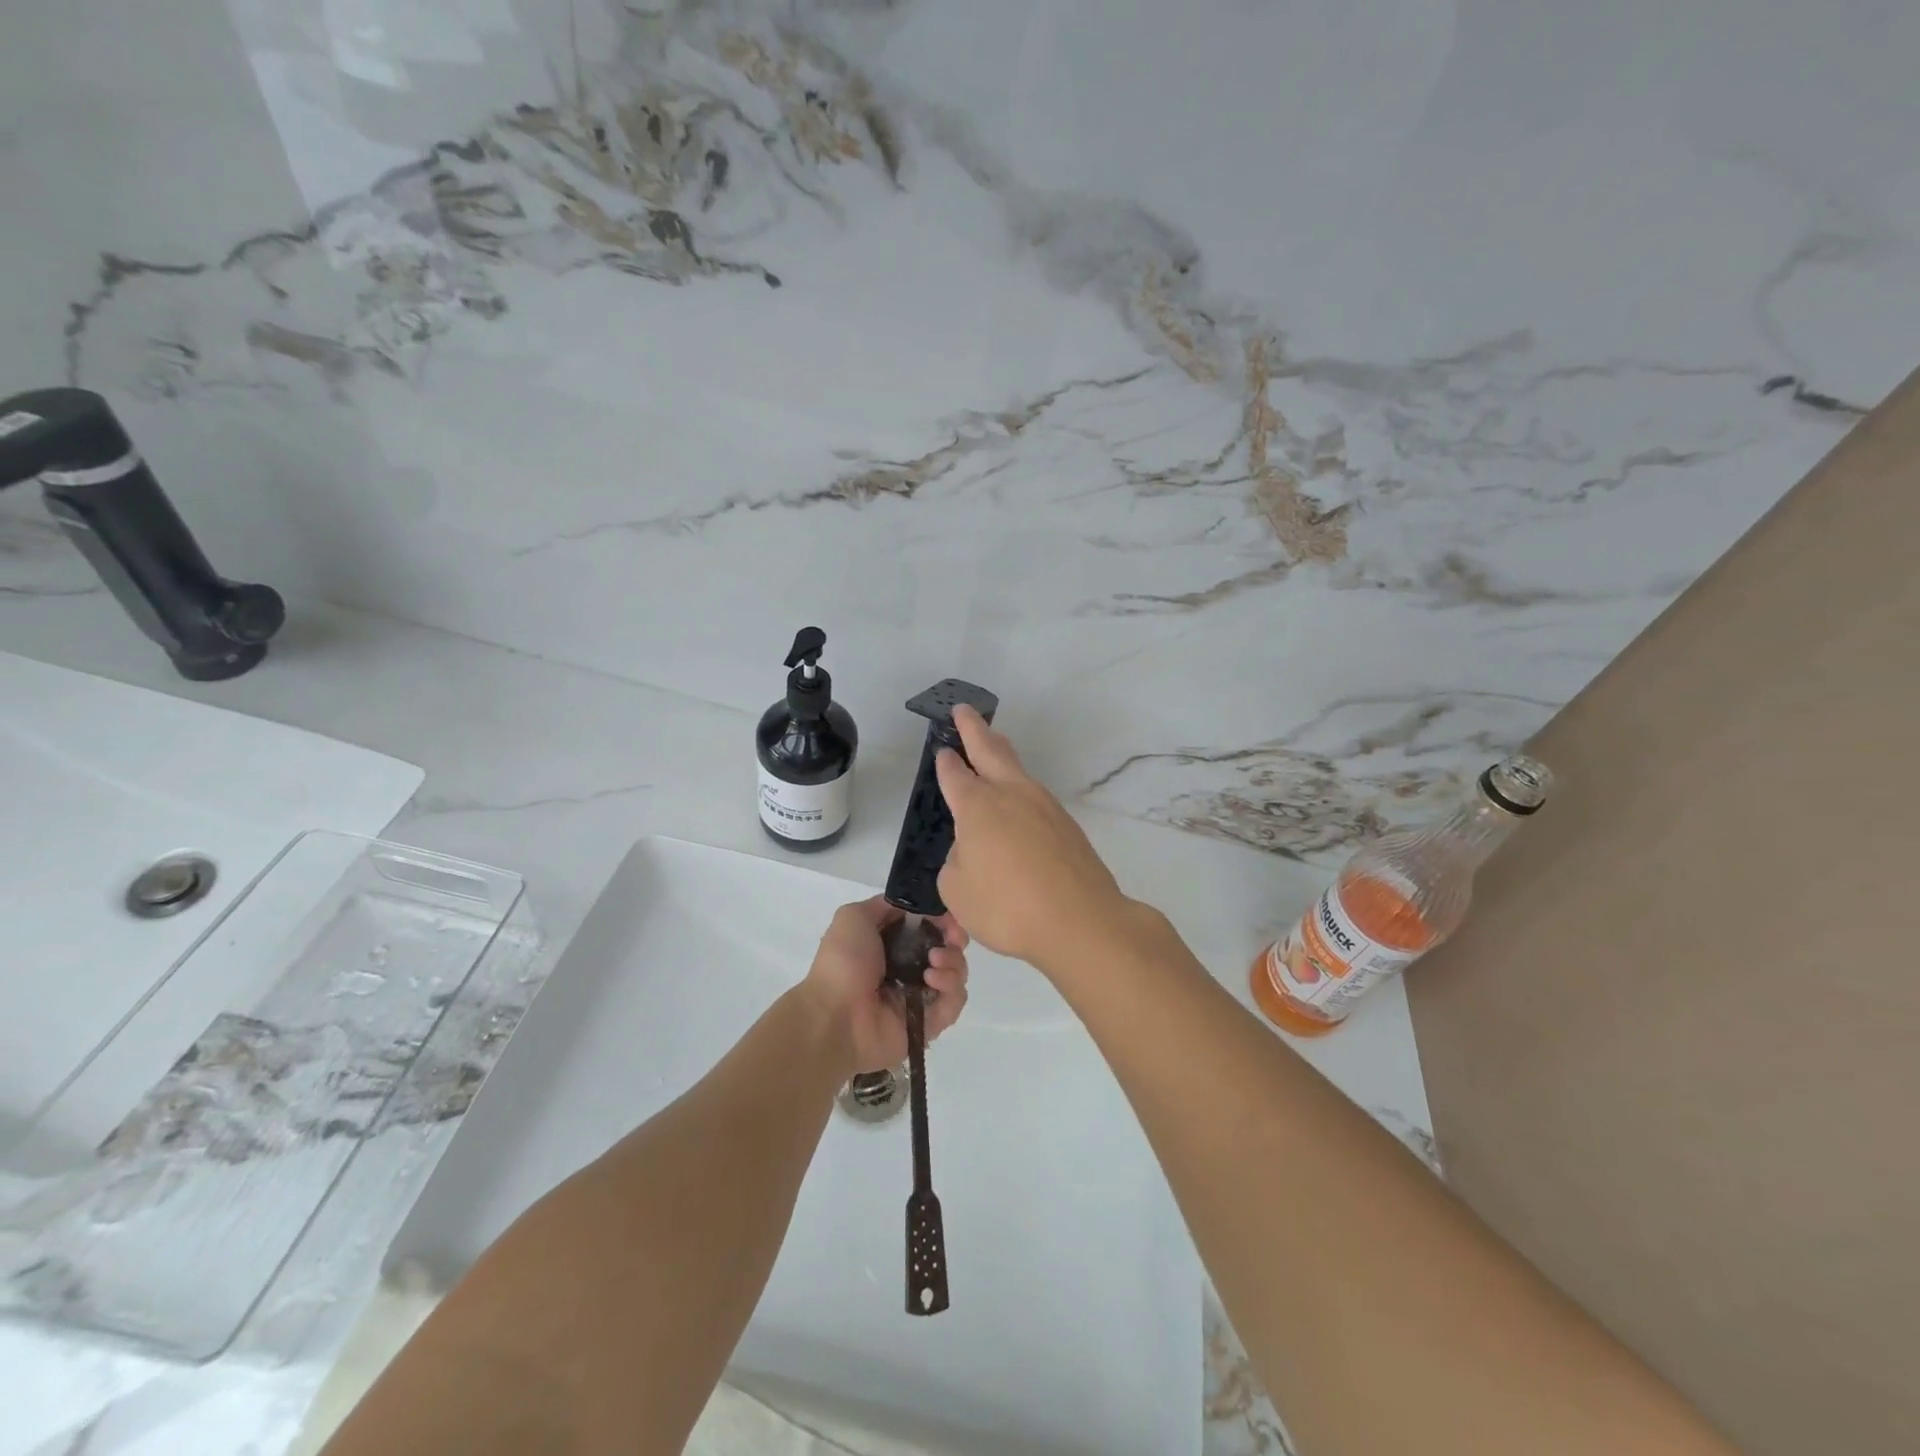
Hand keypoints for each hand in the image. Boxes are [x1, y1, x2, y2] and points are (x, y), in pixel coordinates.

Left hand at [803, 897, 968, 1073]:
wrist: (836, 1016)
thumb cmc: (843, 962)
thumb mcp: (854, 917)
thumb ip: (885, 905)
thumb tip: (913, 907)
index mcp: (891, 944)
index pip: (928, 926)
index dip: (941, 918)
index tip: (947, 916)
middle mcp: (908, 968)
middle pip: (948, 948)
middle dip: (955, 939)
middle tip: (952, 938)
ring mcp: (920, 996)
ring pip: (956, 974)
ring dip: (953, 962)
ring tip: (933, 963)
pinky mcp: (930, 1022)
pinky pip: (954, 1002)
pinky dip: (950, 988)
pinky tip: (931, 981)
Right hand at [934, 705, 1132, 973]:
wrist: (1081, 921)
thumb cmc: (1007, 906)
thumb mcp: (957, 890)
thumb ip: (957, 861)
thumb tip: (972, 849)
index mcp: (978, 805)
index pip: (955, 774)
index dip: (945, 761)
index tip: (942, 749)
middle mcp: (1012, 794)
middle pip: (991, 749)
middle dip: (974, 728)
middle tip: (964, 710)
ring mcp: (1044, 806)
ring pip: (1018, 769)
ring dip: (1001, 755)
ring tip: (992, 748)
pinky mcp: (1067, 825)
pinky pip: (1035, 799)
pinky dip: (1020, 792)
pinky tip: (1018, 807)